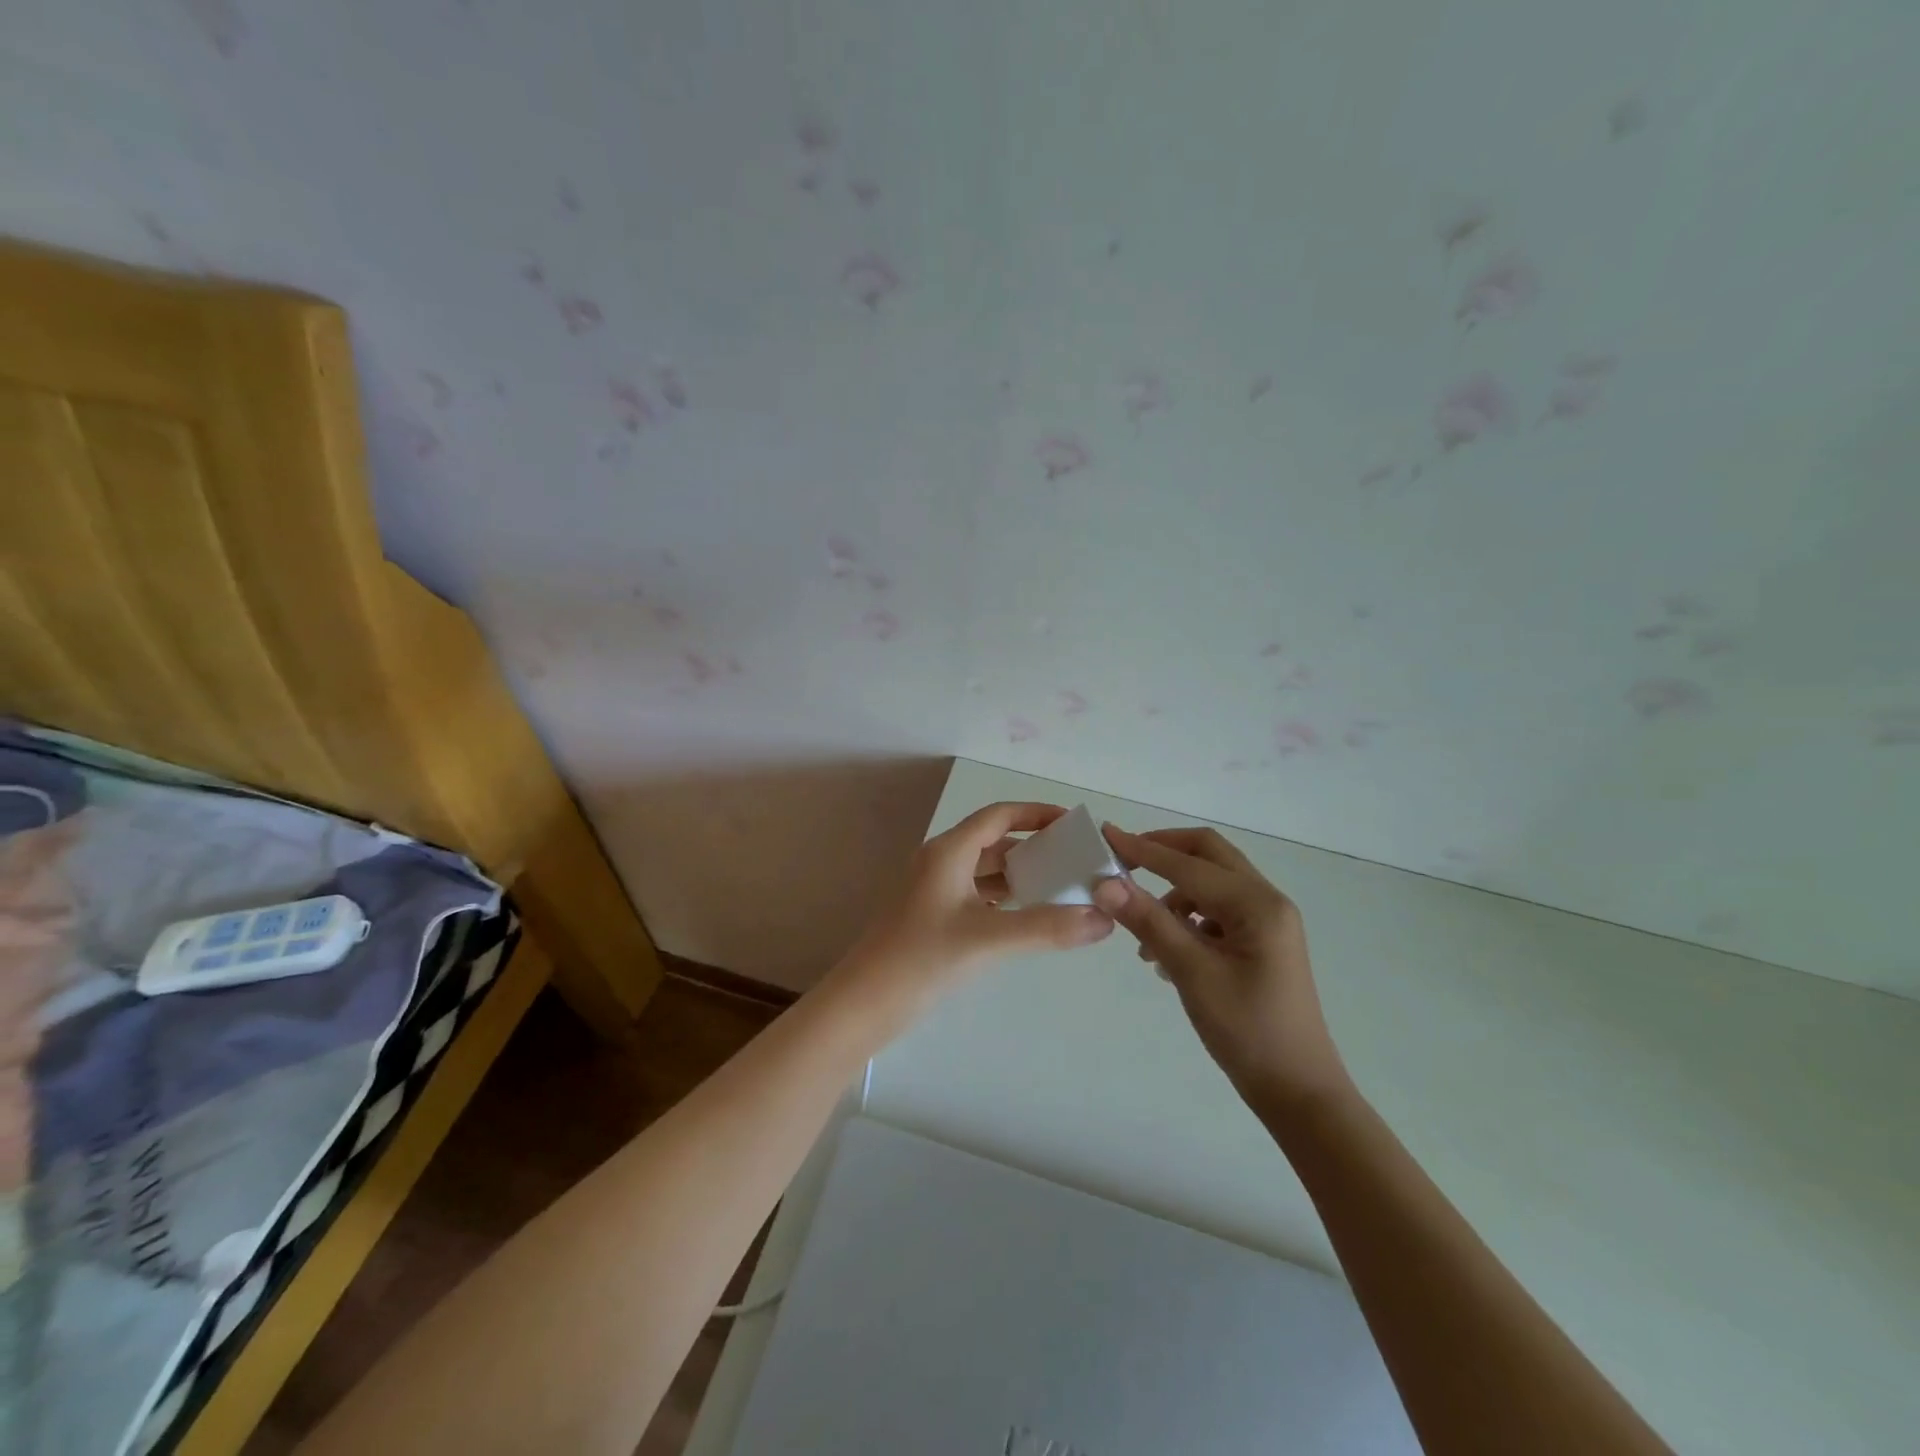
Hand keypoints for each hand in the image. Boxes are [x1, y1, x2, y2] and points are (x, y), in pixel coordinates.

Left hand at [837, 802, 1114, 1021]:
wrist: (863, 1004)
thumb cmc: (921, 959)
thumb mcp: (989, 939)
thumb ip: (1047, 928)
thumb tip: (1103, 919)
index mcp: (948, 852)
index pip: (999, 816)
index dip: (1036, 813)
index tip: (1073, 824)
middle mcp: (940, 863)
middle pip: (994, 842)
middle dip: (1033, 848)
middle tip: (1075, 862)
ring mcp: (933, 891)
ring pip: (984, 872)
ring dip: (1019, 876)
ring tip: (1061, 888)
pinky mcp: (932, 918)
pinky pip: (976, 895)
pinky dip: (1003, 899)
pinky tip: (1027, 917)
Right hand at [1094, 824, 1349, 1113]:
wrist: (1297, 1091)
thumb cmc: (1246, 1031)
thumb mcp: (1192, 973)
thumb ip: (1149, 922)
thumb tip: (1105, 883)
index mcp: (1257, 904)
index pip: (1188, 864)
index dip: (1143, 849)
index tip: (1105, 835)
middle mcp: (1267, 901)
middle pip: (1208, 854)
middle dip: (1163, 852)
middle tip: (1122, 860)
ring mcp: (1267, 921)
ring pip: (1211, 882)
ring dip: (1173, 892)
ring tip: (1143, 935)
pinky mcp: (1261, 941)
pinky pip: (1217, 909)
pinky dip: (1187, 916)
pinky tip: (1166, 953)